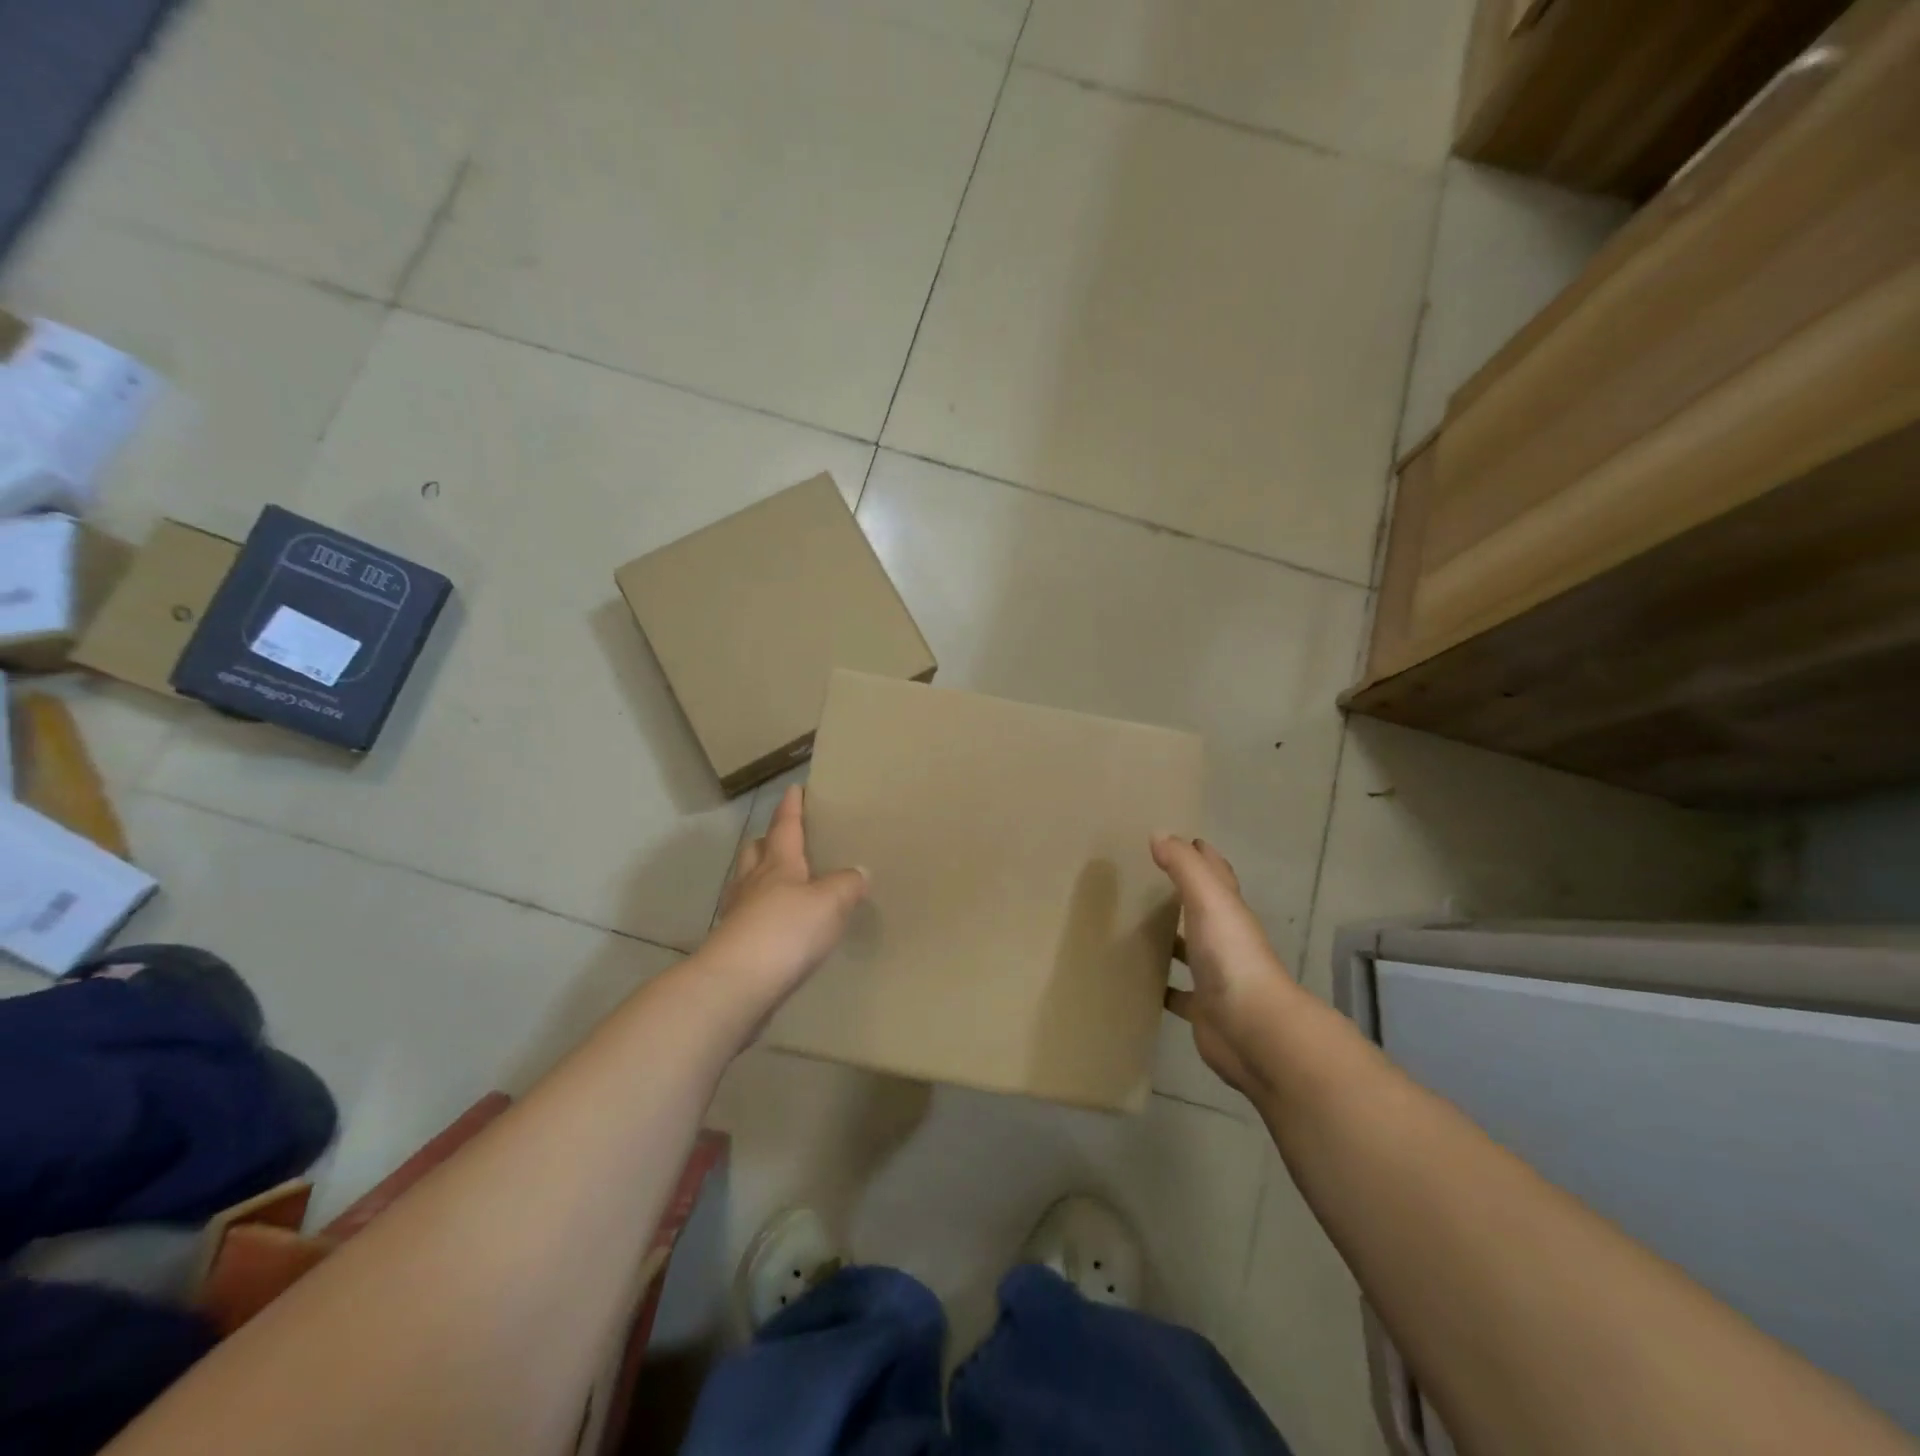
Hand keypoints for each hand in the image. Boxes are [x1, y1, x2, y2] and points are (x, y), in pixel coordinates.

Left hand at [706, 785, 868, 1021]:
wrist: (737, 985)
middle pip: (756, 852)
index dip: (791, 808)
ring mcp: (738, 915)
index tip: (793, 789)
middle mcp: (753, 883)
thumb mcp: (830, 903)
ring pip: (747, 884)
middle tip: (783, 839)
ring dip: (760, 877)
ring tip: (781, 883)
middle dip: (768, 841)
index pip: (785, 827)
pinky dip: (761, 914)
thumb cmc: (786, 931)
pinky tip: (776, 927)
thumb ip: (846, 885)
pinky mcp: (734, 947)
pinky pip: (748, 918)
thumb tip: (859, 872)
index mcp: (778, 865)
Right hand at [1152, 835, 1297, 1095]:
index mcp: (1230, 912)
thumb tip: (1160, 834)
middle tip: (1148, 880)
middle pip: (1203, 911)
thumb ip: (1184, 867)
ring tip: (1135, 927)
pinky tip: (1138, 980)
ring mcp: (1215, 977)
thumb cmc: (1231, 957)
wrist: (1253, 1029)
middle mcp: (1225, 941)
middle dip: (1183, 895)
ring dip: (1171, 940)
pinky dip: (1161, 985)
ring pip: (1190, 951)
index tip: (1185, 840)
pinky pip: (1177, 993)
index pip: (1218, 875)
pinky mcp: (1202, 1009)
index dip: (1204, 856)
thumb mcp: (1208, 900)